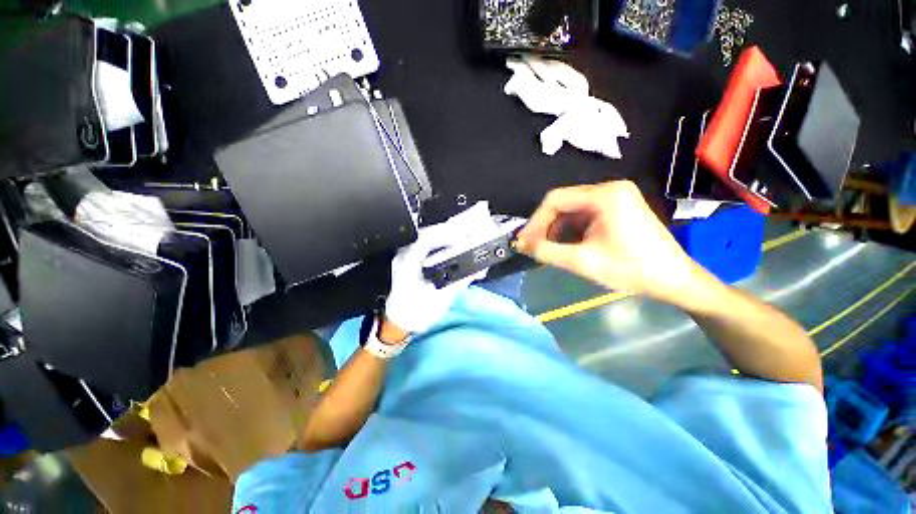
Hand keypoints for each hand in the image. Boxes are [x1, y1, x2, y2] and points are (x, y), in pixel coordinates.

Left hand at [384, 221, 485, 333]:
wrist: (400, 321)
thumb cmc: (418, 313)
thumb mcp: (441, 298)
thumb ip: (460, 282)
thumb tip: (478, 269)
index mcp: (408, 264)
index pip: (426, 239)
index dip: (446, 234)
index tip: (463, 238)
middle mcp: (404, 256)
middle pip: (427, 234)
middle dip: (448, 232)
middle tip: (467, 235)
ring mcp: (405, 256)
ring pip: (426, 237)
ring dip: (444, 236)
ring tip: (462, 239)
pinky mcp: (410, 260)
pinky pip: (425, 245)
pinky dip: (439, 244)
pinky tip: (450, 247)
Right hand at [514, 181, 698, 302]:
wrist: (674, 280)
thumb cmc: (631, 270)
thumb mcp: (582, 261)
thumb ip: (546, 251)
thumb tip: (520, 244)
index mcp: (604, 195)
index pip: (555, 199)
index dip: (535, 221)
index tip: (524, 241)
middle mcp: (609, 189)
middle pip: (563, 203)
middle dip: (545, 226)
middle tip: (534, 246)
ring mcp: (615, 197)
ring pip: (572, 210)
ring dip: (557, 229)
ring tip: (549, 249)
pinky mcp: (618, 208)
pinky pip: (584, 215)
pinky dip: (571, 230)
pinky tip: (567, 245)